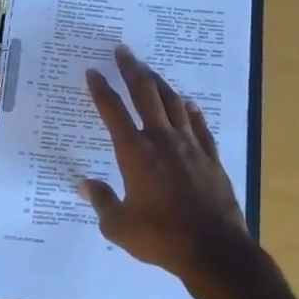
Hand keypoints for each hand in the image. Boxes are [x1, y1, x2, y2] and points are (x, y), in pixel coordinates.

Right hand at [79, 44, 250, 285]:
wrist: (214, 248)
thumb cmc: (161, 237)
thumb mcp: (120, 226)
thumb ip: (101, 201)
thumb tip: (84, 184)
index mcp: (135, 153)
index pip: (113, 112)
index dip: (101, 89)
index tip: (93, 71)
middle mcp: (162, 140)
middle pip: (145, 94)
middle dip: (131, 69)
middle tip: (123, 50)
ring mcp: (190, 146)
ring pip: (173, 103)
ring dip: (160, 84)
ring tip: (150, 71)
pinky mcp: (211, 157)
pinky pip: (199, 126)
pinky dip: (191, 111)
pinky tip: (188, 104)